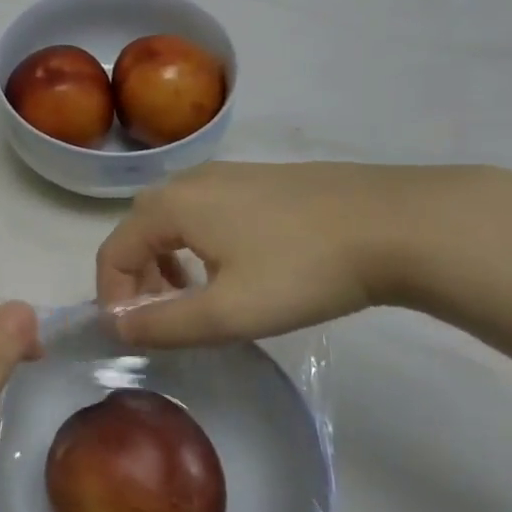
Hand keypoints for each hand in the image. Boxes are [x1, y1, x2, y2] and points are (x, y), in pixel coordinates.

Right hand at [96, 161, 450, 346]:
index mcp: (170, 207)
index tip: (133, 336)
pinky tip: (238, 270)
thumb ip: (164, 324)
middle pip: (138, 232)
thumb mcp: (229, 312)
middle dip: (139, 280)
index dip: (113, 298)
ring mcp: (226, 174)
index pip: (113, 252)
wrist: (398, 223)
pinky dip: (197, 245)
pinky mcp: (259, 179)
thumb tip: (117, 327)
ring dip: (167, 263)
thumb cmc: (303, 269)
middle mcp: (187, 181)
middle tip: (164, 319)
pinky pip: (204, 212)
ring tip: (199, 299)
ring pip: (172, 221)